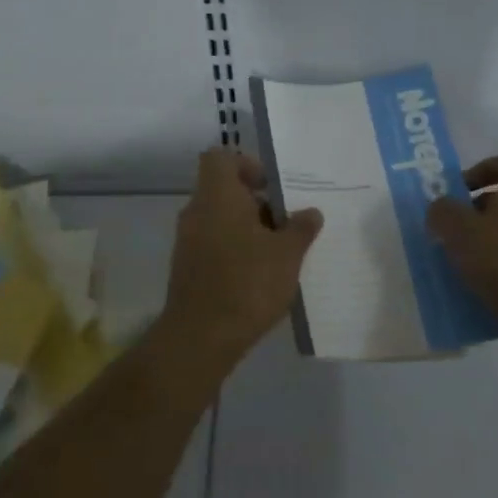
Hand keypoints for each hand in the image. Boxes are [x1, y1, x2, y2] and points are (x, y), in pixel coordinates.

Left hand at [162, 147, 322, 371]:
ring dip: (249, 229)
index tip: (272, 187)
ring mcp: (188, 242)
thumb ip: (301, 228)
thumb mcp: (288, 254)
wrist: (200, 339)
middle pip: (225, 191)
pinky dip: (235, 251)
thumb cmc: (247, 283)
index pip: (220, 158)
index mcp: (218, 196)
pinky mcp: (187, 269)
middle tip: (287, 222)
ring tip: (280, 252)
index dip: (246, 164)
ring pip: (221, 219)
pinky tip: (260, 276)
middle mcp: (197, 212)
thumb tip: (311, 212)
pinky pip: (214, 245)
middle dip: (257, 202)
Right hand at [426, 152, 497, 353]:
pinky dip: (495, 266)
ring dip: (483, 240)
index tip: (461, 188)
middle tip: (451, 228)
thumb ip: (443, 212)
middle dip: (475, 210)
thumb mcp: (460, 231)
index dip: (484, 167)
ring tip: (458, 260)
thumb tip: (439, 208)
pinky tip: (476, 283)